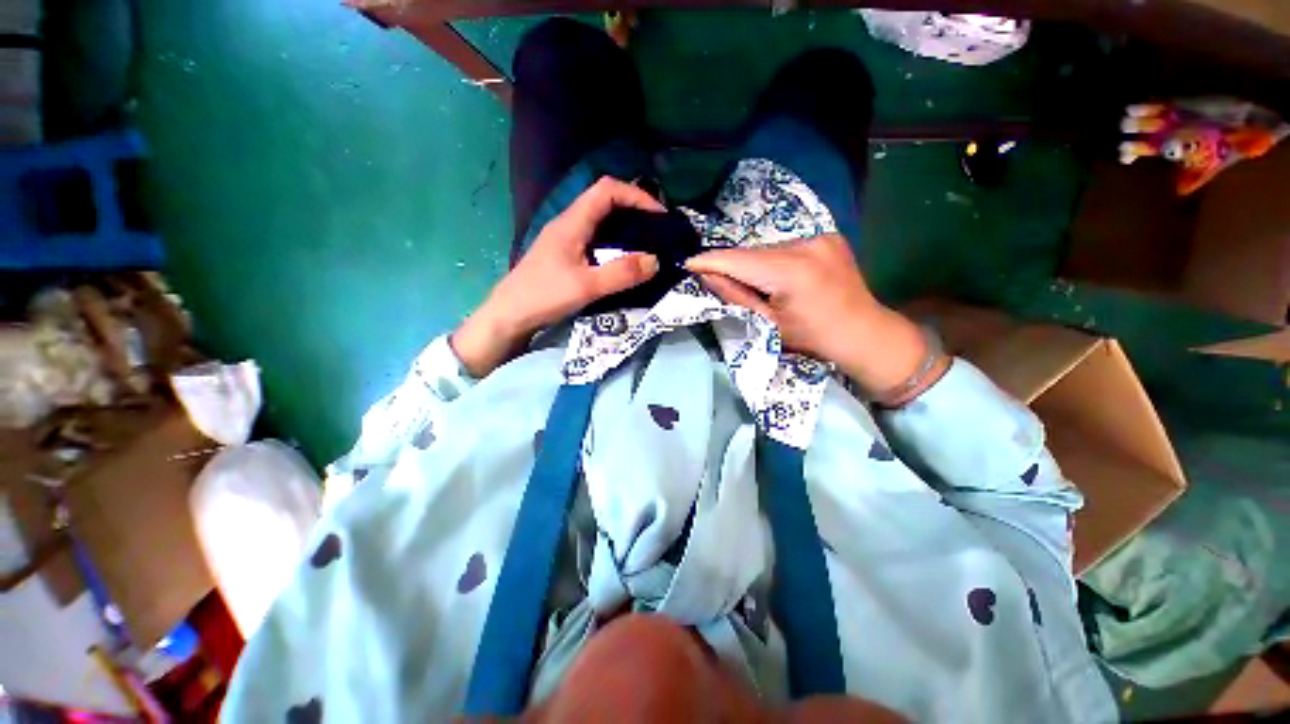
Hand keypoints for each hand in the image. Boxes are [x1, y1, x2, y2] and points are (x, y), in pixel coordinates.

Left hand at [452, 177, 662, 376]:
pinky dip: (615, 240)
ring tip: (647, 241)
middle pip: (604, 200)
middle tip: (657, 228)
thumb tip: (655, 261)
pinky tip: (623, 257)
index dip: (636, 196)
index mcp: (572, 222)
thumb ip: (621, 274)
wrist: (509, 315)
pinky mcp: (565, 252)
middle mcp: (568, 223)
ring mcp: (565, 237)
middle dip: (634, 208)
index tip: (659, 216)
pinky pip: (595, 236)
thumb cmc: (544, 297)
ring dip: (625, 224)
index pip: (607, 190)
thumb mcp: (587, 287)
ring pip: (600, 219)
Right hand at [685, 235, 941, 400]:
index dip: (710, 261)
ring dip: (754, 262)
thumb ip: (735, 296)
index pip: (738, 260)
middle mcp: (807, 244)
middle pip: (753, 251)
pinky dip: (775, 258)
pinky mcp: (829, 237)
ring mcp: (821, 237)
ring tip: (754, 283)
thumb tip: (706, 275)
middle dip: (732, 264)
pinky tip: (779, 276)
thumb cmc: (813, 339)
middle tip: (716, 278)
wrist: (865, 334)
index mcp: (791, 272)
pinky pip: (788, 246)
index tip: (687, 263)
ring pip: (769, 247)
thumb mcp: (768, 323)